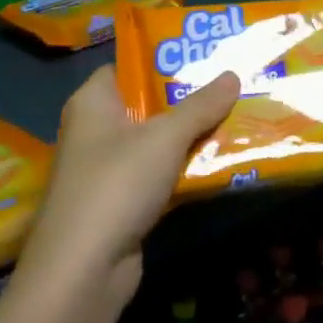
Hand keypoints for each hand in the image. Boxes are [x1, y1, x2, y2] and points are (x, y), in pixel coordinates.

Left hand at [16, 67, 240, 310]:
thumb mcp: (164, 137)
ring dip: (191, 137)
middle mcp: (95, 131)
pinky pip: (159, 175)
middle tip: (232, 86)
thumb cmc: (117, 184)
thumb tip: (233, 74)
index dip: (162, 60)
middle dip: (188, 99)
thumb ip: (200, 106)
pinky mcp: (122, 203)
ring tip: (236, 118)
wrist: (85, 267)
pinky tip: (220, 163)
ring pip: (156, 144)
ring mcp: (107, 170)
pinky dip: (184, 170)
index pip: (125, 67)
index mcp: (93, 103)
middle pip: (146, 106)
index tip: (204, 55)